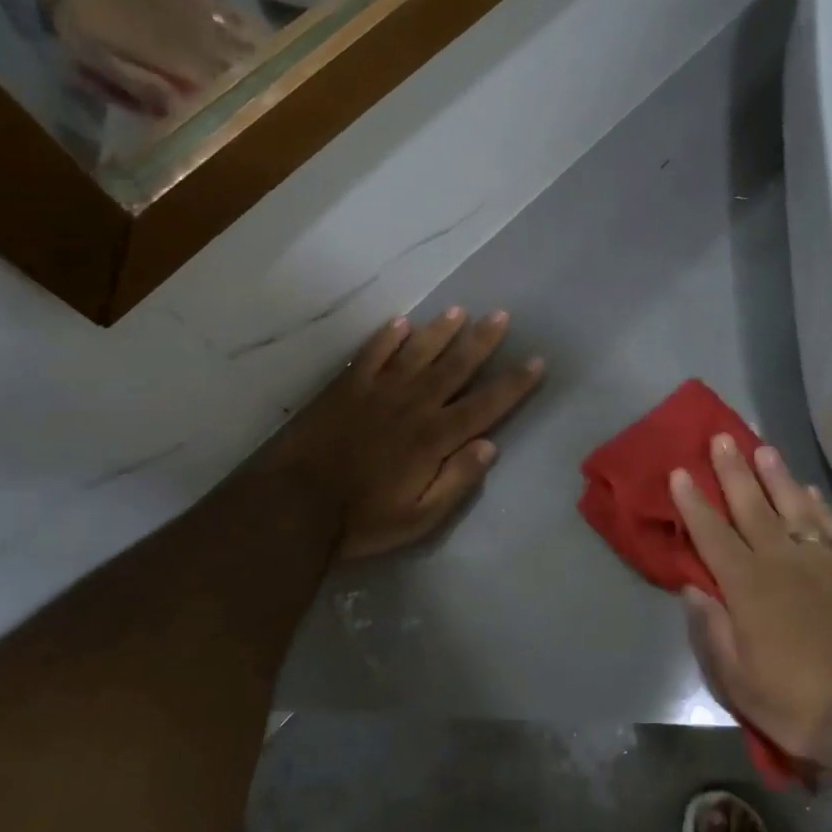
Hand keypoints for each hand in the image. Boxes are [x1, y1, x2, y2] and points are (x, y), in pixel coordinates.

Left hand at [51, 0, 265, 117]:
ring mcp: (199, 15)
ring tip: (275, 78)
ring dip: (257, 62)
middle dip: (251, 88)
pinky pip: (229, 11)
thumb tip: (179, 113)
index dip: (234, 107)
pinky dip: (247, 25)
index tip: (247, 123)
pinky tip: (262, 36)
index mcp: (178, 60)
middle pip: (236, 69)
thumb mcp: (102, 63)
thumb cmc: (85, 22)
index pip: (219, 90)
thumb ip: (143, 88)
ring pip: (239, 42)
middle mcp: (198, 39)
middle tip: (267, 106)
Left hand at [264, 310, 544, 560]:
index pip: (485, 405)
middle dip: (481, 342)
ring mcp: (377, 392)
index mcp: (434, 438)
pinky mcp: (346, 388)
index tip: (536, 361)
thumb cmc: (362, 519)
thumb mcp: (420, 518)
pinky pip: (372, 354)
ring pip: (417, 353)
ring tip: (459, 311)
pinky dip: (387, 337)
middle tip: (501, 315)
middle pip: (455, 367)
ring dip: (439, 331)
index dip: (513, 384)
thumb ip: (456, 481)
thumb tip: (489, 446)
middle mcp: (412, 405)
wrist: (295, 506)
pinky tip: (401, 323)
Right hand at [670, 436, 831, 761]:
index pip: (711, 534)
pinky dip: (820, 507)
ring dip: (776, 476)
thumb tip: (693, 588)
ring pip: (794, 506)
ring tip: (763, 449)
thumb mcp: (736, 680)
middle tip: (721, 439)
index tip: (680, 471)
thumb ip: (711, 628)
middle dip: (732, 471)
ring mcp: (824, 561)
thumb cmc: (796, 701)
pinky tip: (811, 492)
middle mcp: (781, 561)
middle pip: (751, 507)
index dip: (693, 502)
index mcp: (746, 586)